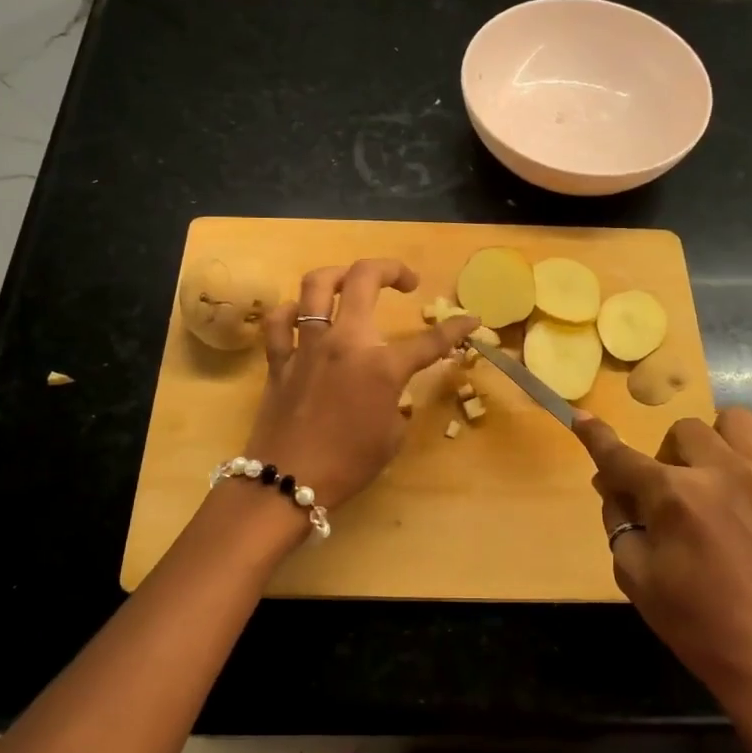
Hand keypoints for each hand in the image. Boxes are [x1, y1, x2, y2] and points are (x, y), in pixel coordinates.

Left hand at [245, 259, 477, 514]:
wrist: (287, 483)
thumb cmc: (348, 465)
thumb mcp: (391, 436)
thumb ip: (397, 402)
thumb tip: (391, 390)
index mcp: (382, 366)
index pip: (430, 340)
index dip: (457, 328)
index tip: (472, 319)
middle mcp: (345, 343)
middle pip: (365, 279)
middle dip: (392, 269)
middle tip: (407, 280)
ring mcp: (307, 346)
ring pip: (316, 285)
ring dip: (339, 274)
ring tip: (352, 282)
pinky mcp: (279, 359)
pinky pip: (279, 322)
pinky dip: (290, 312)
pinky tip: (301, 316)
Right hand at [575, 408, 751, 752]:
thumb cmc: (698, 626)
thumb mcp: (637, 579)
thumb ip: (618, 523)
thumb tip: (611, 487)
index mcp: (673, 496)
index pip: (621, 455)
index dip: (595, 436)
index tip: (581, 419)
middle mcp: (721, 473)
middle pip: (683, 430)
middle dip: (667, 456)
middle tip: (670, 495)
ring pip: (738, 423)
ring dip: (719, 443)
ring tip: (718, 478)